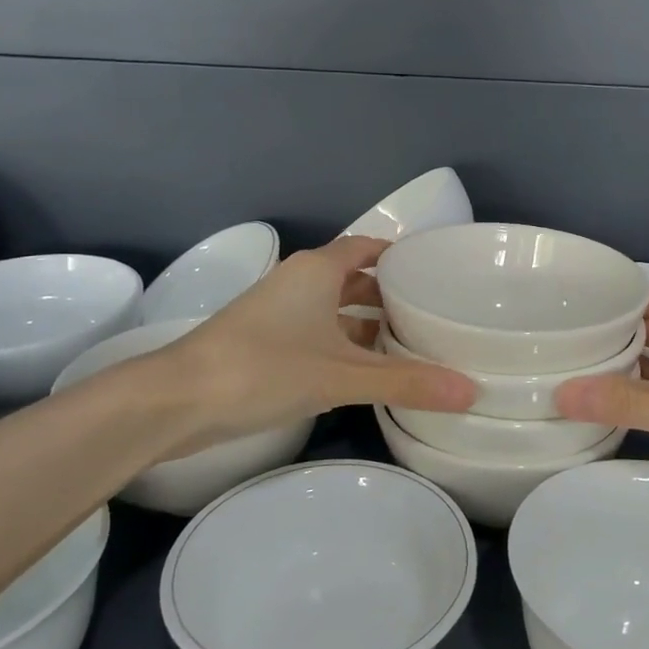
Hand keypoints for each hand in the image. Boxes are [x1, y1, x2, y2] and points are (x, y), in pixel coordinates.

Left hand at [109, 235, 475, 453]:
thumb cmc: (263, 369)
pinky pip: (317, 334)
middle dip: (390, 296)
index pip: (368, 247)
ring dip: (366, 325)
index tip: (437, 274)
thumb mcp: (341, 376)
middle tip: (435, 316)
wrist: (176, 401)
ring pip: (334, 310)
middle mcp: (298, 283)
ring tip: (410, 345)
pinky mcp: (264, 344)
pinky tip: (366, 372)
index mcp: (317, 270)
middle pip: (354, 279)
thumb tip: (473, 391)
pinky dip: (343, 346)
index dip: (401, 257)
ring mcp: (278, 313)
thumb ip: (406, 381)